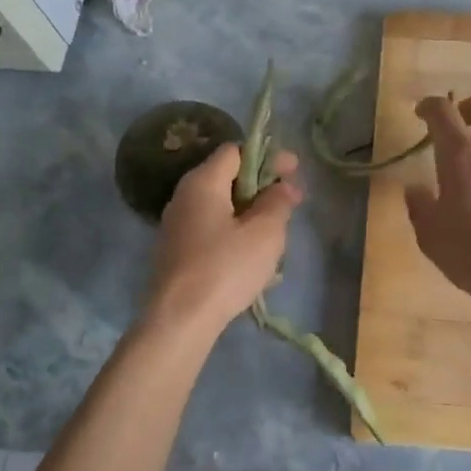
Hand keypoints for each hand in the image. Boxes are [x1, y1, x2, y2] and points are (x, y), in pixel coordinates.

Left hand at [144, 143, 300, 335]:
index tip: (294, 171)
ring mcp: (177, 225)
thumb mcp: (264, 233)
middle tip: (292, 200)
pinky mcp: (176, 250)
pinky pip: (211, 227)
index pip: (236, 151)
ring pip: (220, 204)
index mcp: (203, 182)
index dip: (268, 156)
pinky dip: (235, 229)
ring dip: (251, 209)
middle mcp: (184, 196)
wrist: (179, 320)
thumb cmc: (225, 268)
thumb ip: (278, 202)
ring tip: (278, 228)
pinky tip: (253, 251)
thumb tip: (283, 186)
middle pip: (227, 176)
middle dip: (262, 184)